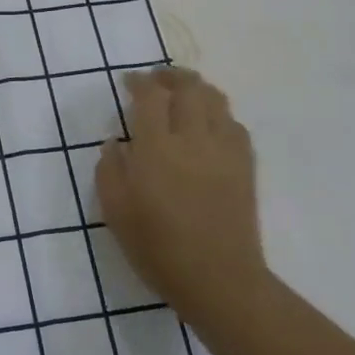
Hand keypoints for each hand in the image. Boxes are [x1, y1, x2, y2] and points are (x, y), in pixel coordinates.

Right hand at [96, 69, 268, 329]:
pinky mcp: (245, 165)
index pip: (150, 96)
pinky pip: (234, 123)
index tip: (128, 82)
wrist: (218, 279)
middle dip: (170, 76)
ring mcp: (224, 150)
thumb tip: (115, 142)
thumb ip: (109, 170)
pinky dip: (218, 113)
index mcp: (156, 148)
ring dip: (196, 88)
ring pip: (215, 99)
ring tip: (183, 93)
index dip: (139, 82)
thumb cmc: (157, 248)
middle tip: (156, 79)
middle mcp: (193, 139)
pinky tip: (208, 124)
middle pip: (188, 87)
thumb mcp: (115, 211)